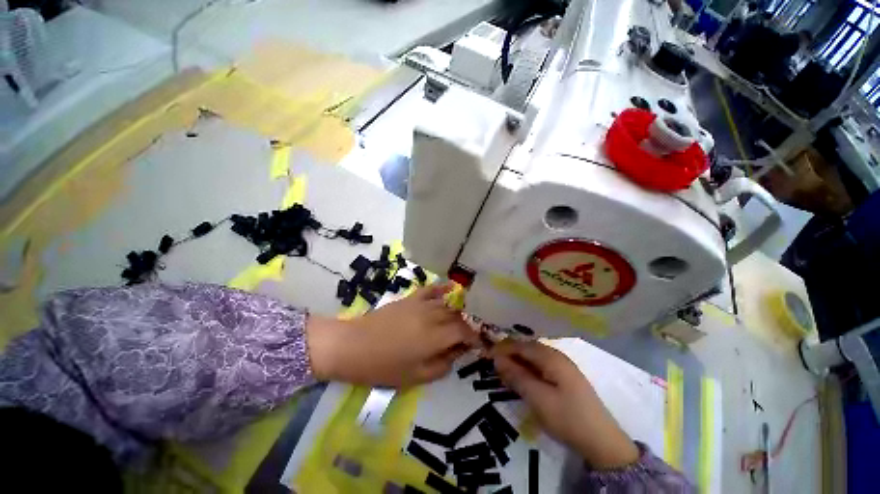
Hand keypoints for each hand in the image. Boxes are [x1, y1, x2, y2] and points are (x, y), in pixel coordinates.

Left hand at [306, 283, 478, 386]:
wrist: (352, 345)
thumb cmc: (383, 367)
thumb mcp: (415, 377)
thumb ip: (442, 366)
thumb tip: (456, 354)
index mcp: (435, 337)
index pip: (464, 332)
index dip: (475, 338)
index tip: (479, 345)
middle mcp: (432, 316)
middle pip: (458, 317)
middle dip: (467, 326)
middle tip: (469, 337)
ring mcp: (421, 304)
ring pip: (448, 304)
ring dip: (458, 311)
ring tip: (462, 319)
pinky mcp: (410, 298)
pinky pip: (431, 289)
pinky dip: (443, 288)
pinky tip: (452, 287)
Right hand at [490, 340, 639, 468]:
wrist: (603, 442)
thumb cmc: (567, 417)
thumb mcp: (538, 398)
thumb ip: (517, 376)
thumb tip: (497, 359)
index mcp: (551, 357)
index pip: (521, 345)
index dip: (503, 348)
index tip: (487, 355)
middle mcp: (557, 356)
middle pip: (528, 349)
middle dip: (510, 354)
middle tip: (494, 364)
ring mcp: (563, 367)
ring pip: (534, 358)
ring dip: (519, 362)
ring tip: (505, 372)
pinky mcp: (565, 378)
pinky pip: (541, 367)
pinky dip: (529, 370)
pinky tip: (523, 379)